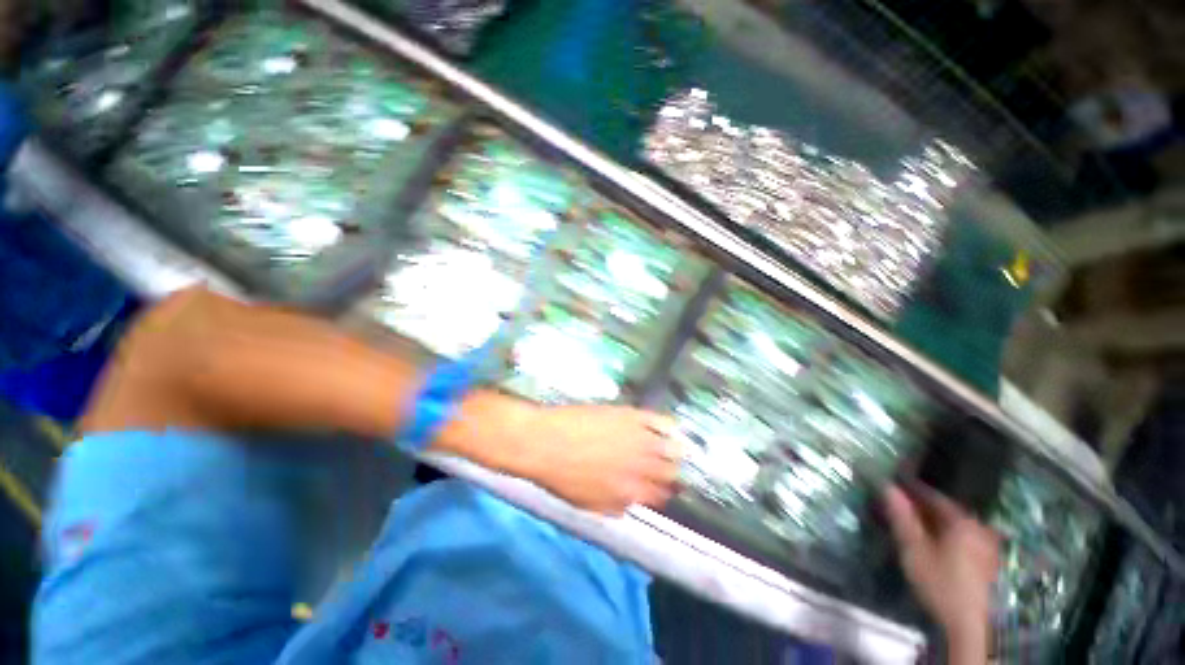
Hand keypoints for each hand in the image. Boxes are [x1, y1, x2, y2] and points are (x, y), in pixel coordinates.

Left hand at [515, 406, 681, 514]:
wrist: (544, 442)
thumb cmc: (560, 477)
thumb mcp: (586, 504)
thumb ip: (613, 506)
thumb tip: (630, 504)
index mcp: (629, 491)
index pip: (659, 495)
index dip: (665, 492)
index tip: (667, 488)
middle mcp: (639, 466)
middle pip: (669, 470)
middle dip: (674, 471)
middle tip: (674, 466)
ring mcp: (636, 438)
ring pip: (669, 446)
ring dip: (676, 449)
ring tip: (681, 447)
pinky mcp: (629, 416)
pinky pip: (657, 420)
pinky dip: (667, 425)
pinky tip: (671, 426)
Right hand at [883, 485, 998, 663]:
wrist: (969, 625)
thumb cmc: (940, 583)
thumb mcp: (914, 550)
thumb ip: (901, 517)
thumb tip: (887, 487)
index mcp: (962, 520)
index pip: (933, 495)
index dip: (910, 489)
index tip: (892, 486)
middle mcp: (979, 527)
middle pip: (946, 510)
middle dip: (922, 507)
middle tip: (899, 507)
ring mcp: (987, 545)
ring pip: (955, 525)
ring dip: (934, 522)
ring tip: (913, 525)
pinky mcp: (988, 561)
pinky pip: (964, 538)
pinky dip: (946, 535)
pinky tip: (934, 543)